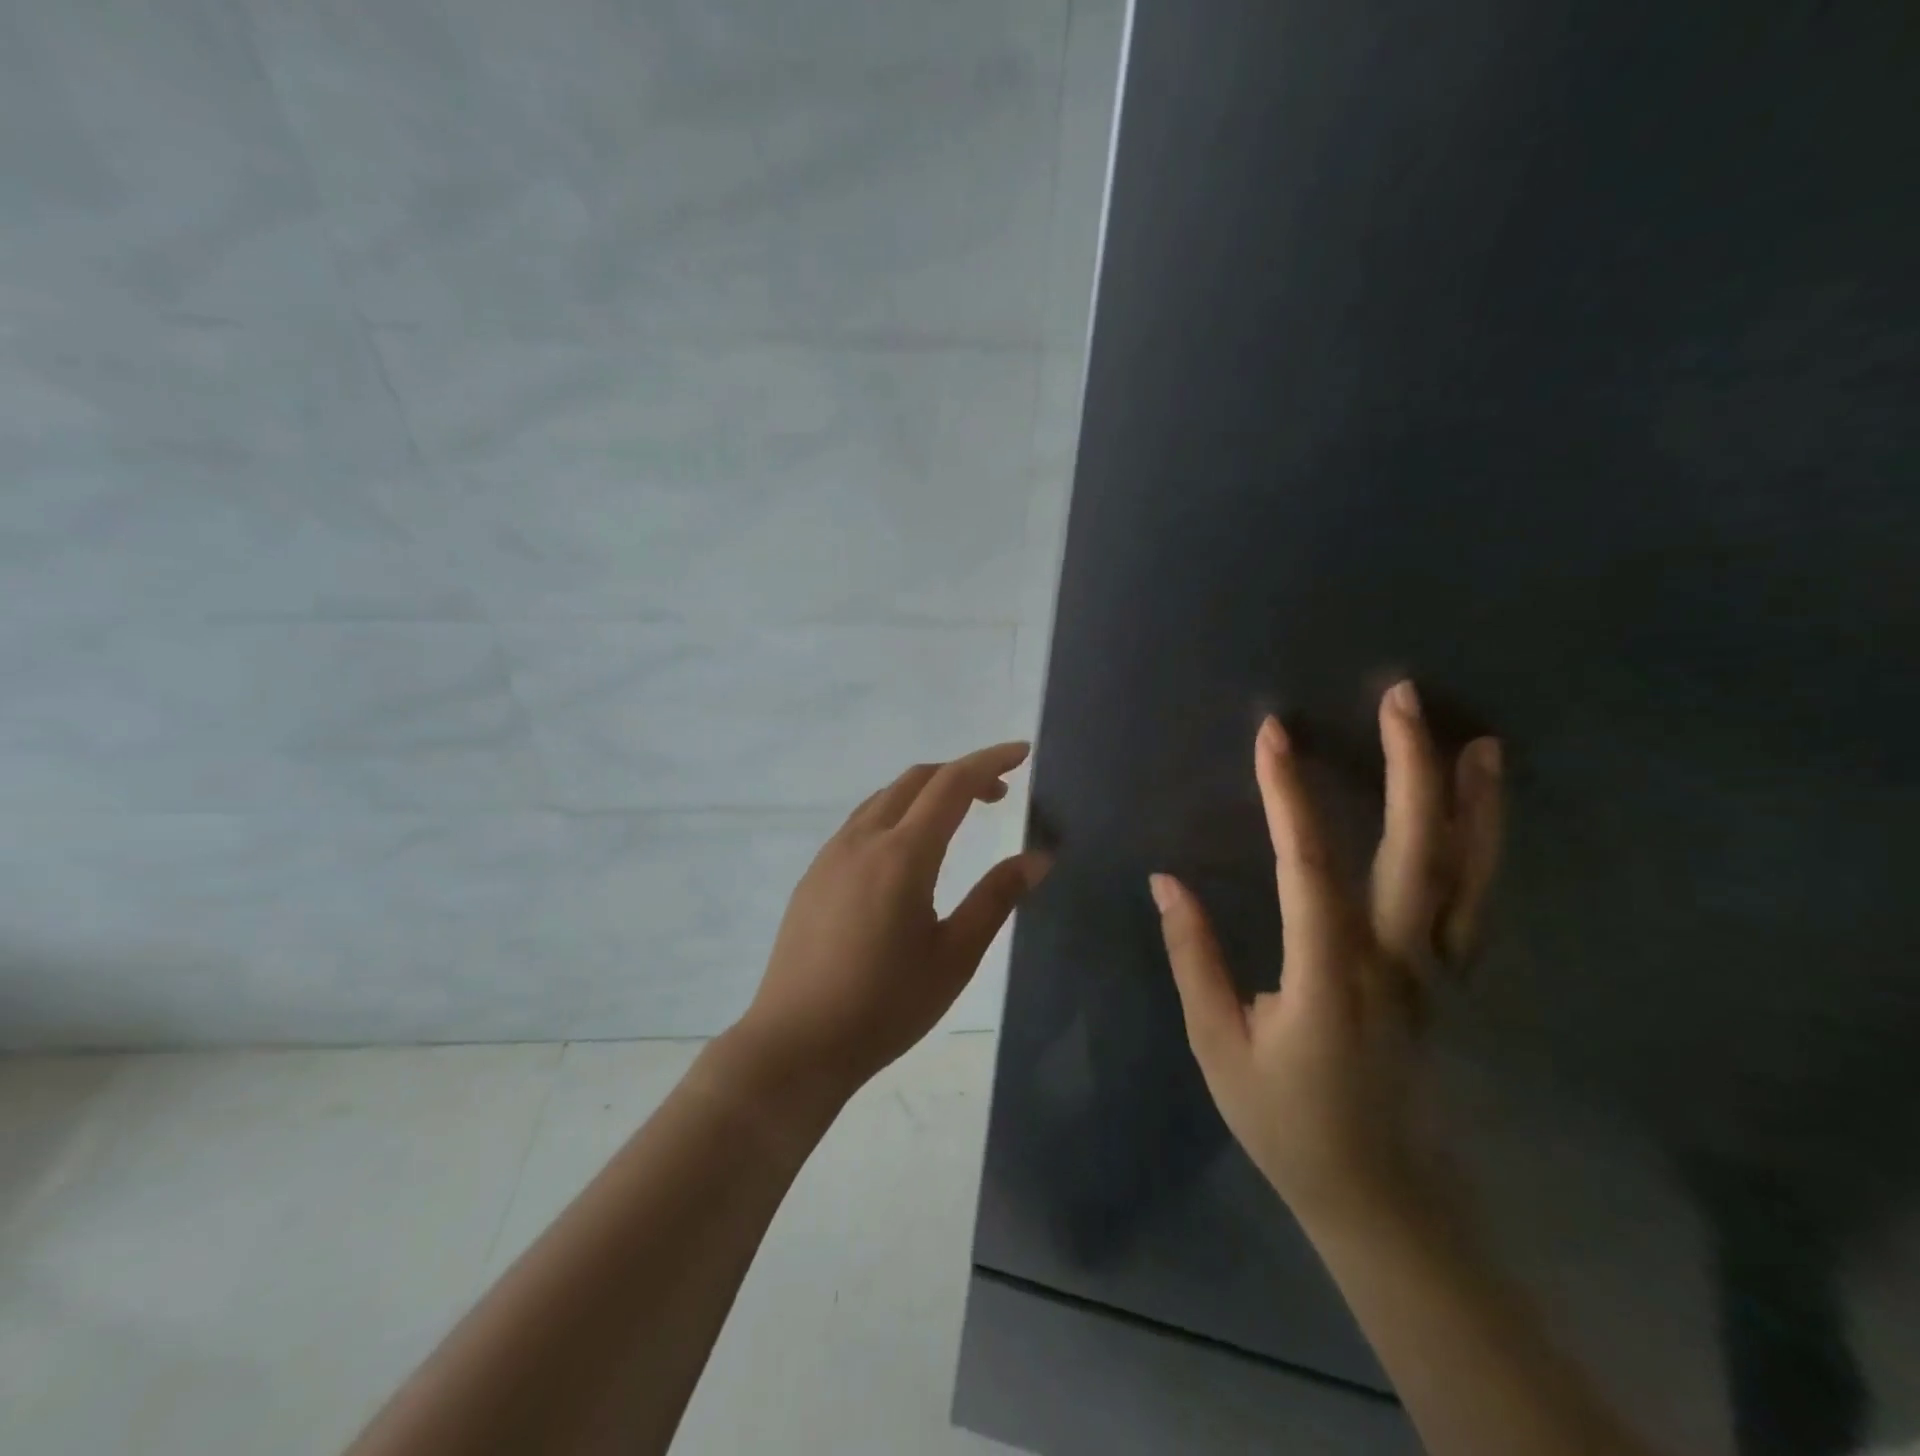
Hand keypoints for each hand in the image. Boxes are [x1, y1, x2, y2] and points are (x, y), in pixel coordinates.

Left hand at [734, 742, 1051, 1102]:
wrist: (796, 1044)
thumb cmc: (885, 1006)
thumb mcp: (955, 957)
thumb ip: (996, 898)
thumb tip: (1038, 857)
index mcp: (902, 855)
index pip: (952, 784)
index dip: (990, 762)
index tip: (1021, 754)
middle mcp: (863, 840)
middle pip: (916, 780)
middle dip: (961, 773)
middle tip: (998, 794)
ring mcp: (831, 855)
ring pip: (884, 798)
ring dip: (925, 792)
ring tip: (957, 817)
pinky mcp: (813, 875)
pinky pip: (861, 823)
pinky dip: (896, 814)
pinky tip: (907, 852)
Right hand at [1150, 683, 1502, 1221]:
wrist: (1380, 1197)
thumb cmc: (1286, 1121)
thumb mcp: (1218, 1045)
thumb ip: (1193, 957)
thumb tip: (1166, 882)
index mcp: (1329, 977)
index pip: (1309, 869)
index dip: (1289, 796)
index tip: (1273, 736)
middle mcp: (1396, 963)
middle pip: (1414, 853)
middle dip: (1408, 770)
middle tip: (1401, 699)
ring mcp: (1437, 972)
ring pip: (1465, 875)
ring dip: (1470, 802)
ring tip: (1478, 739)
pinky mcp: (1451, 982)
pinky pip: (1473, 902)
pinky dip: (1485, 849)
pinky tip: (1481, 812)